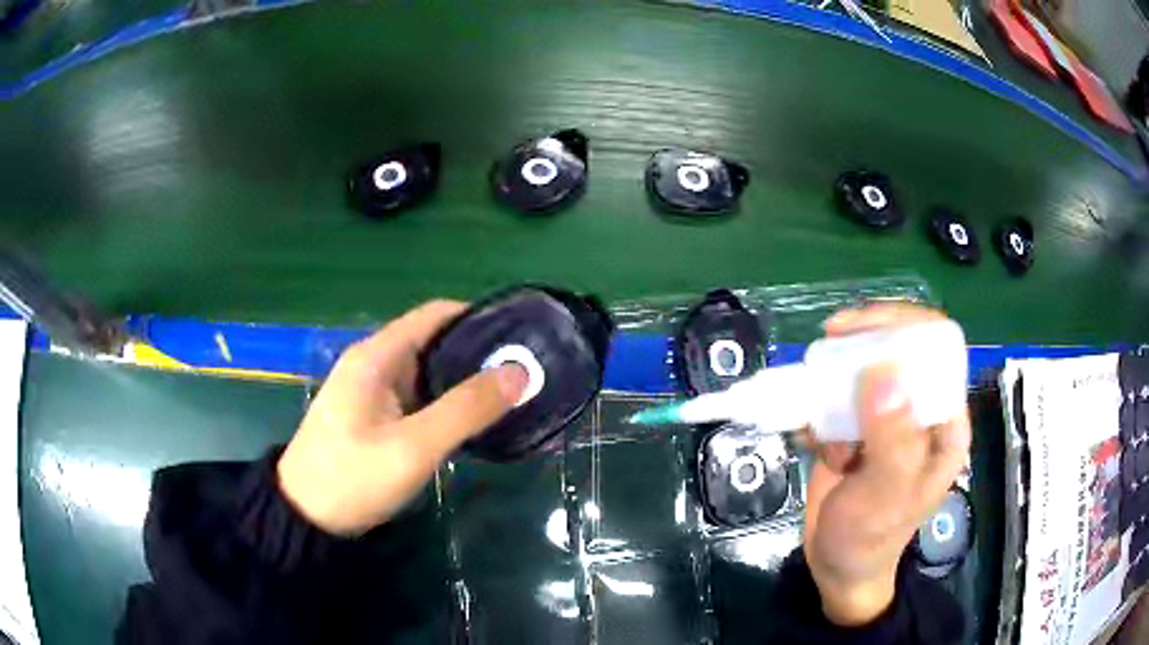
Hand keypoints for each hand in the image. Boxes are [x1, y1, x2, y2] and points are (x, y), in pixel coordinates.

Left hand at [277, 300, 527, 535]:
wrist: (305, 515)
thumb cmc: (353, 477)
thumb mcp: (413, 447)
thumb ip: (466, 409)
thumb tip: (520, 372)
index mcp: (376, 356)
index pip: (435, 315)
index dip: (478, 318)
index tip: (519, 335)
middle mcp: (373, 363)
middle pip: (432, 340)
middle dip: (476, 351)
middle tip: (524, 371)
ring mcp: (370, 390)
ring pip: (426, 371)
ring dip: (463, 378)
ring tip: (509, 393)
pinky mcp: (372, 415)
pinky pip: (416, 396)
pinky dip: (445, 400)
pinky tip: (472, 419)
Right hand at [802, 303, 970, 625]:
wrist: (836, 569)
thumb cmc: (870, 539)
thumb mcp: (884, 495)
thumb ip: (891, 439)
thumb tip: (883, 371)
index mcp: (944, 422)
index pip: (937, 349)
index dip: (904, 326)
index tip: (860, 328)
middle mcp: (920, 413)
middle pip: (898, 349)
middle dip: (862, 346)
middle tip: (828, 342)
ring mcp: (888, 420)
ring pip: (864, 370)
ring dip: (835, 389)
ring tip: (822, 429)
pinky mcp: (859, 429)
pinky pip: (838, 398)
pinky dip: (818, 411)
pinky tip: (812, 443)